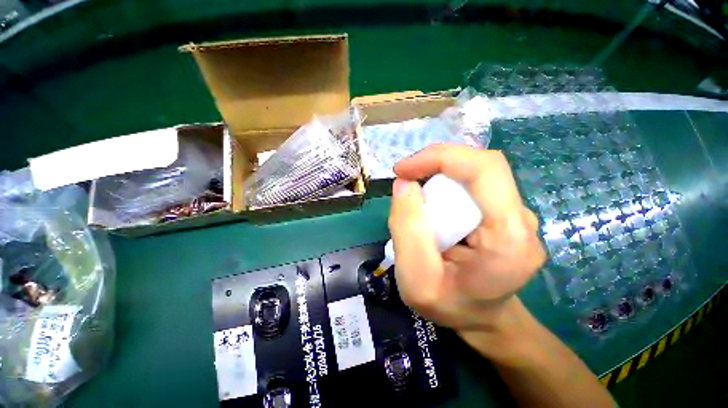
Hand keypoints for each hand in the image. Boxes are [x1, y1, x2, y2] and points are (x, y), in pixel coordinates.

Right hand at [388, 144, 545, 331]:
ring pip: (472, 174)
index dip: (440, 157)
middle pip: (478, 166)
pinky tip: (432, 209)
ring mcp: (515, 213)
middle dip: (434, 167)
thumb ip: (407, 229)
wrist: (481, 318)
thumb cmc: (450, 305)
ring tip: (418, 205)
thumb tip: (404, 183)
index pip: (484, 169)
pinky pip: (470, 185)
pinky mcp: (503, 213)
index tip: (403, 170)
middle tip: (405, 184)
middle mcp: (520, 218)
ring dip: (437, 178)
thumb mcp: (415, 278)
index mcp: (509, 237)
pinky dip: (443, 186)